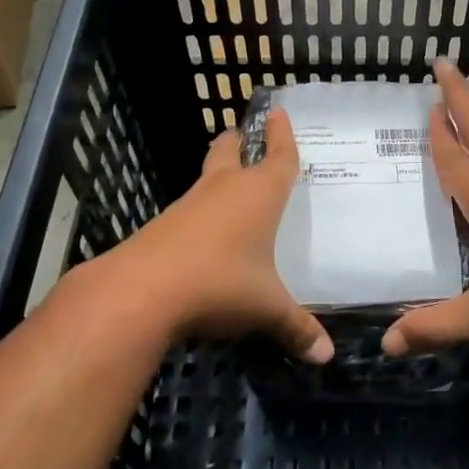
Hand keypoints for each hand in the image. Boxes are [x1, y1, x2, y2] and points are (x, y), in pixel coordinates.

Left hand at [97, 110, 333, 362]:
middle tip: (244, 134)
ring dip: (218, 176)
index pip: (278, 156)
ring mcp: (189, 205)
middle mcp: (223, 189)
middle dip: (239, 141)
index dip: (282, 135)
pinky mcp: (163, 226)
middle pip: (230, 151)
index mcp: (258, 194)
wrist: (141, 292)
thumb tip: (327, 357)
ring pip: (207, 178)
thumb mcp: (266, 309)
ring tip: (230, 186)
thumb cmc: (220, 283)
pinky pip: (189, 210)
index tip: (278, 112)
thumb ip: (297, 328)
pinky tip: (205, 236)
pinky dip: (200, 212)